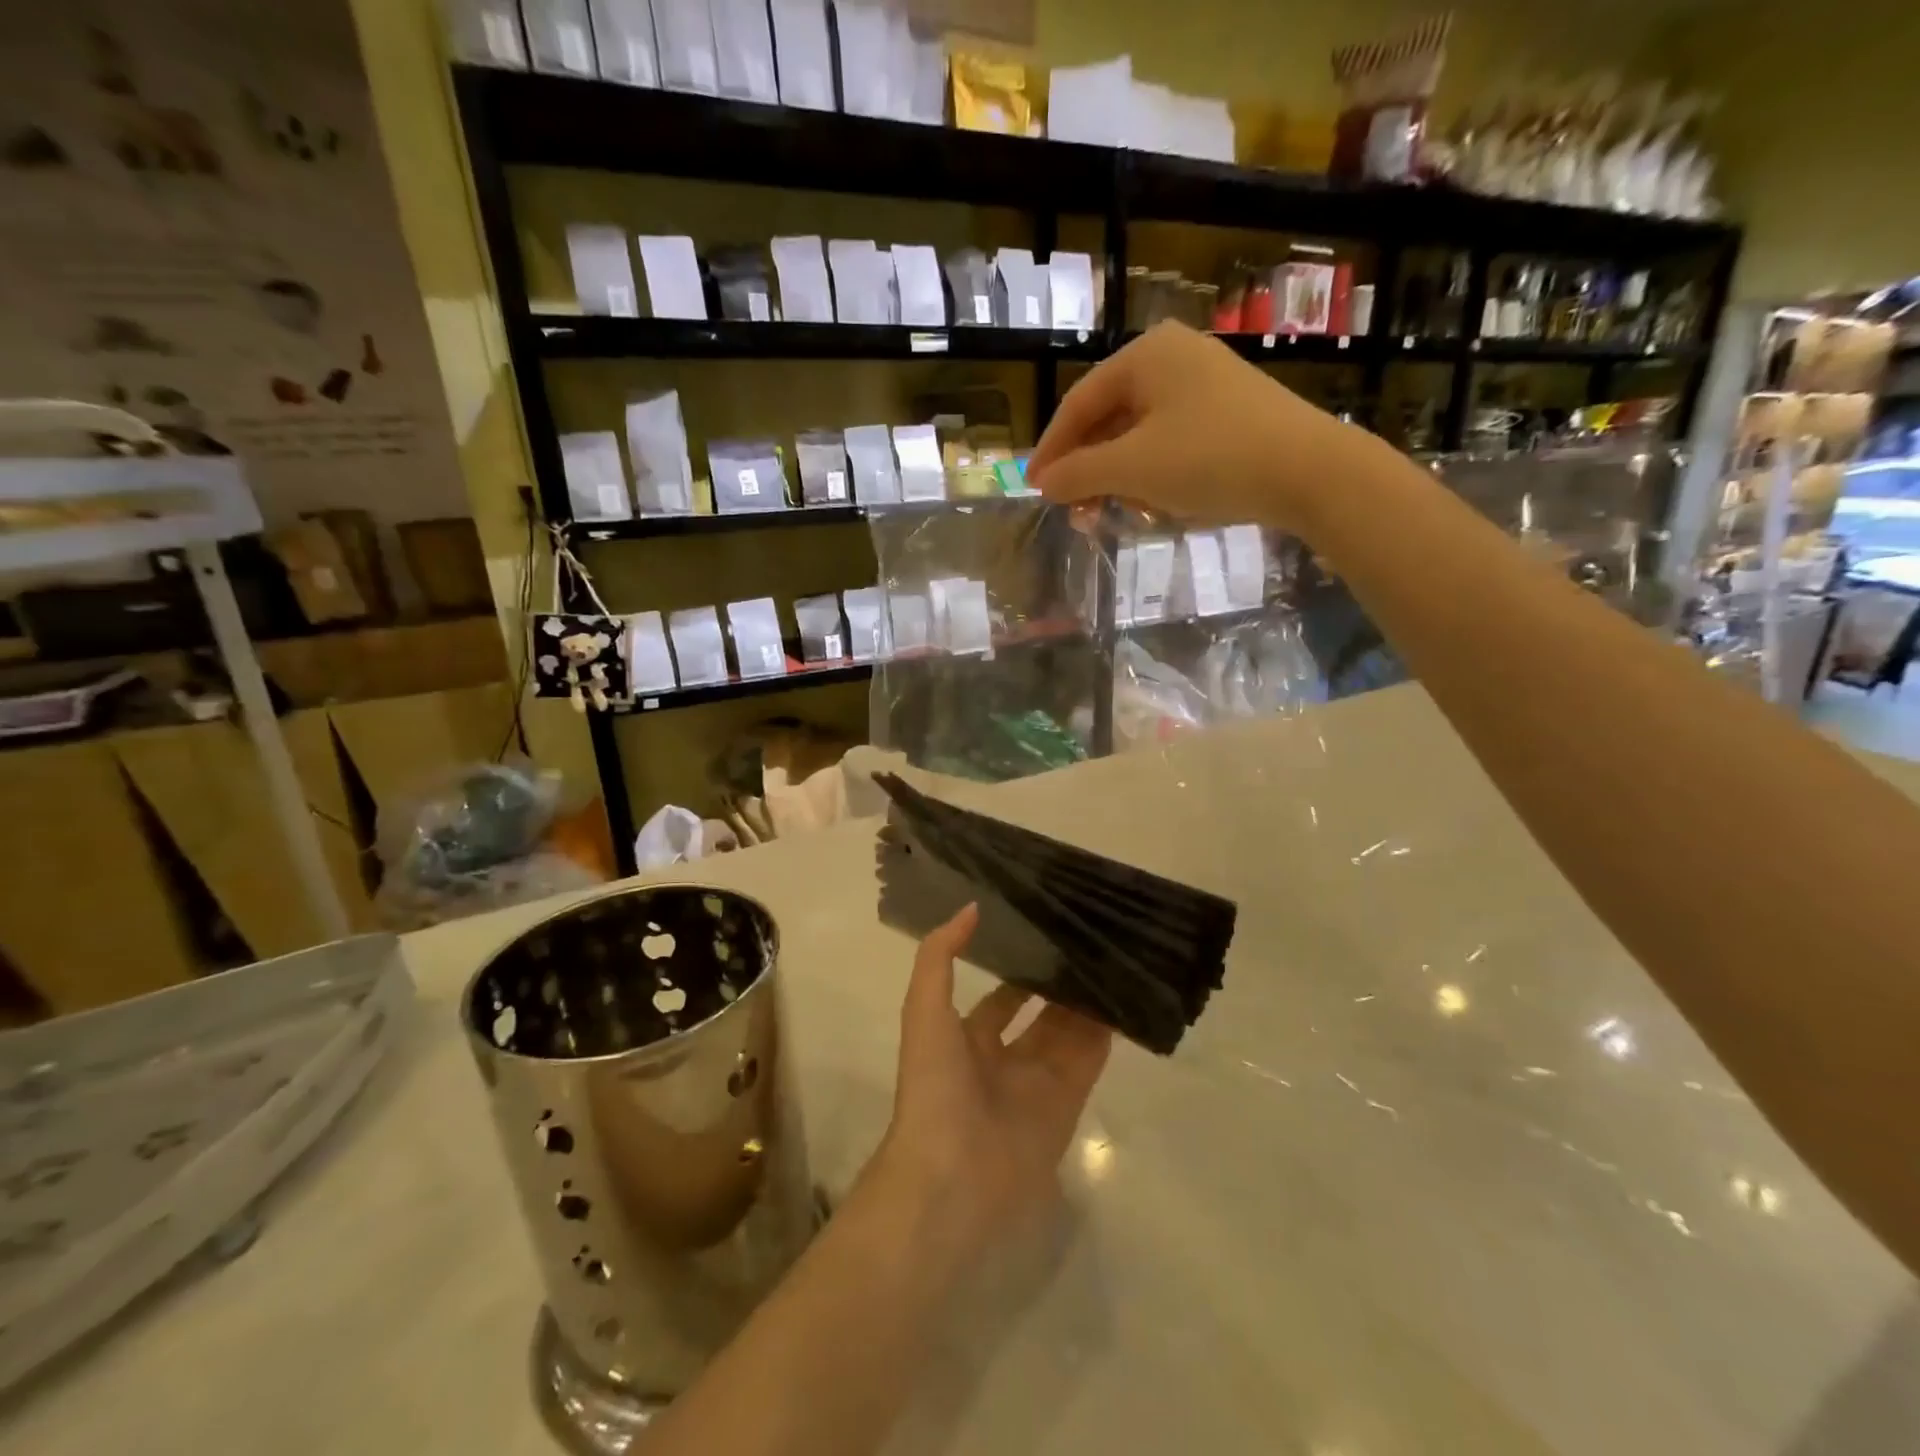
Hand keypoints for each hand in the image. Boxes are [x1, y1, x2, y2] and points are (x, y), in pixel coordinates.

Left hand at [866, 905, 1111, 1266]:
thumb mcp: (924, 1009)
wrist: (951, 1177)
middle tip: (1087, 941)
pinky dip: (1107, 1032)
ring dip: (1086, 1001)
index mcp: (966, 1039)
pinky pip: (1090, 1059)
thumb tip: (970, 908)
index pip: (1000, 996)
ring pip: (1068, 1032)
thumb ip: (940, 956)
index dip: (1017, 966)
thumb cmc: (934, 1086)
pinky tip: (1124, 995)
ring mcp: (1037, 1083)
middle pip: (1039, 1012)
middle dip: (1058, 982)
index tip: (1044, 932)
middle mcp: (1003, 1059)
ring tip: (1111, 957)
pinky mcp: (1068, 1105)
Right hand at [1027, 320, 1384, 536]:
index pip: (1078, 403)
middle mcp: (1173, 358)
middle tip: (1074, 512)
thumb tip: (1043, 483)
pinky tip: (1153, 504)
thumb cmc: (1210, 459)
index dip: (1051, 449)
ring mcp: (1205, 384)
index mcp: (1145, 355)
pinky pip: (1170, 442)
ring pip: (1139, 434)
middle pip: (1108, 418)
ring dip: (1118, 478)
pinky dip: (1152, 474)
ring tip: (1113, 514)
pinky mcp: (1228, 413)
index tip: (1034, 487)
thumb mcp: (1132, 469)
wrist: (1308, 471)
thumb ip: (1078, 473)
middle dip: (1088, 470)